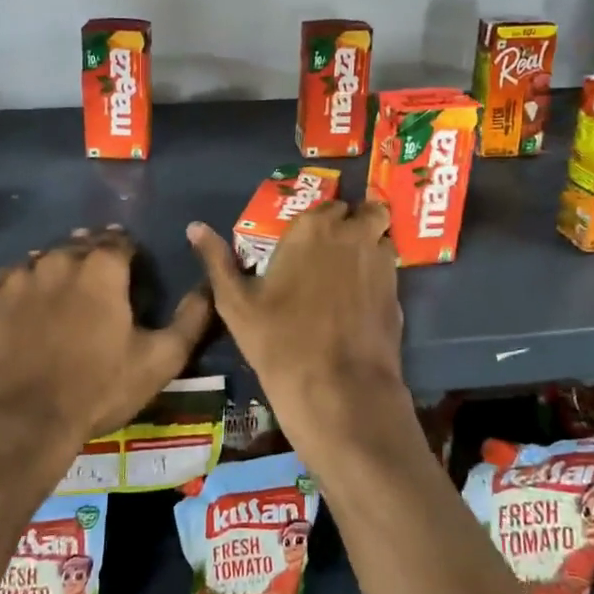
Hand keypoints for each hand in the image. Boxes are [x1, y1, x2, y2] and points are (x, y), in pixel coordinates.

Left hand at [0, 227, 212, 467]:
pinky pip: (9, 282)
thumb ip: (191, 318)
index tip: (131, 270)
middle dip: (92, 257)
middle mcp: (57, 260)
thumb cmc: (96, 390)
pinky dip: (22, 289)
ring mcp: (16, 278)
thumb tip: (209, 286)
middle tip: (98, 284)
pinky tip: (25, 312)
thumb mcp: (159, 360)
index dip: (128, 253)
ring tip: (61, 298)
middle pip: (79, 245)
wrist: (17, 424)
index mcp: (101, 268)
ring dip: (56, 271)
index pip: (119, 241)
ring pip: (42, 260)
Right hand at [186, 201, 414, 468]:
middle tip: (333, 249)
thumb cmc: (279, 340)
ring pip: (382, 236)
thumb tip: (194, 227)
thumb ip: (216, 259)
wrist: (337, 389)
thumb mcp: (235, 302)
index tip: (308, 239)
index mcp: (311, 228)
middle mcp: (352, 234)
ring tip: (351, 269)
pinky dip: (379, 274)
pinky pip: (391, 269)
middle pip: (363, 211)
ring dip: (371, 243)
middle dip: (352, 223)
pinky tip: (363, 299)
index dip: (319, 221)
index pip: (325, 204)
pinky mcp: (398, 292)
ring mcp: (381, 262)